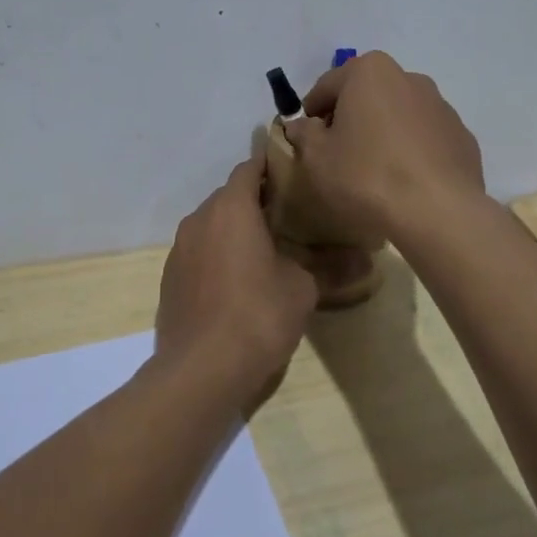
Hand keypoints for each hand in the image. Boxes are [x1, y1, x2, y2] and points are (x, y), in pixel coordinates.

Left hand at [156, 155, 317, 405]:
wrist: (200, 369)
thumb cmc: (257, 315)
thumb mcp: (302, 289)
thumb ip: (331, 267)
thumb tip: (367, 261)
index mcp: (231, 209)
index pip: (249, 168)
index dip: (271, 166)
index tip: (294, 173)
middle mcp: (199, 219)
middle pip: (229, 196)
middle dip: (255, 200)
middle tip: (288, 214)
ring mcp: (179, 249)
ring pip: (211, 224)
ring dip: (234, 229)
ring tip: (265, 247)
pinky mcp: (170, 278)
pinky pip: (198, 251)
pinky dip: (217, 254)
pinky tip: (237, 279)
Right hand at [282, 52, 485, 245]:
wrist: (438, 211)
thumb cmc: (367, 175)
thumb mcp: (317, 158)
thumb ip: (304, 134)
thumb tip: (301, 125)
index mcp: (370, 72)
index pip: (327, 86)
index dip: (311, 112)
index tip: (305, 137)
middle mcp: (408, 77)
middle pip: (366, 94)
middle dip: (349, 117)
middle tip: (336, 152)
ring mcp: (441, 106)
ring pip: (398, 114)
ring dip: (382, 132)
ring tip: (373, 169)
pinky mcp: (462, 136)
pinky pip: (424, 137)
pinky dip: (411, 150)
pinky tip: (404, 180)